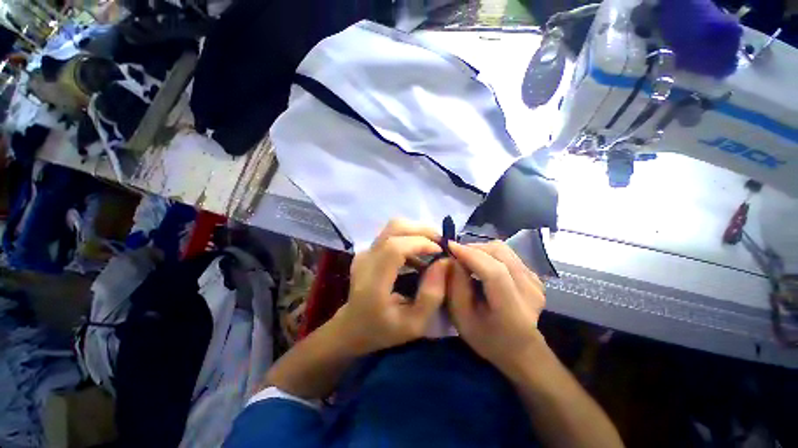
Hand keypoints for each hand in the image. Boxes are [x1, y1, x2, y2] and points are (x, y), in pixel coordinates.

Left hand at [333, 219, 449, 354]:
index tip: (440, 251)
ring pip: (393, 227)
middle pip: (394, 228)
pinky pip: (391, 235)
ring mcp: (365, 252)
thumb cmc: (383, 330)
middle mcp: (366, 260)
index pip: (395, 247)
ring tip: (433, 249)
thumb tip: (445, 263)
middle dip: (422, 230)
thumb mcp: (415, 324)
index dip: (420, 243)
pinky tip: (420, 255)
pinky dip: (409, 238)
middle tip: (441, 243)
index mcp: (373, 281)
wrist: (352, 327)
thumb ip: (432, 295)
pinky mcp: (368, 250)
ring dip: (417, 233)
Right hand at [447, 241, 546, 373]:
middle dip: (473, 248)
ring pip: (503, 250)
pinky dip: (490, 254)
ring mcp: (535, 282)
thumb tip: (454, 259)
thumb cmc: (487, 338)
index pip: (494, 272)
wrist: (521, 350)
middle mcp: (529, 291)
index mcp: (512, 309)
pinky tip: (481, 264)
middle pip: (499, 254)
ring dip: (480, 249)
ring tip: (466, 258)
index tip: (449, 246)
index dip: (471, 255)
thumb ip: (456, 287)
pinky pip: (508, 254)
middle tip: (455, 254)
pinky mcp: (534, 276)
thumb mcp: (461, 318)